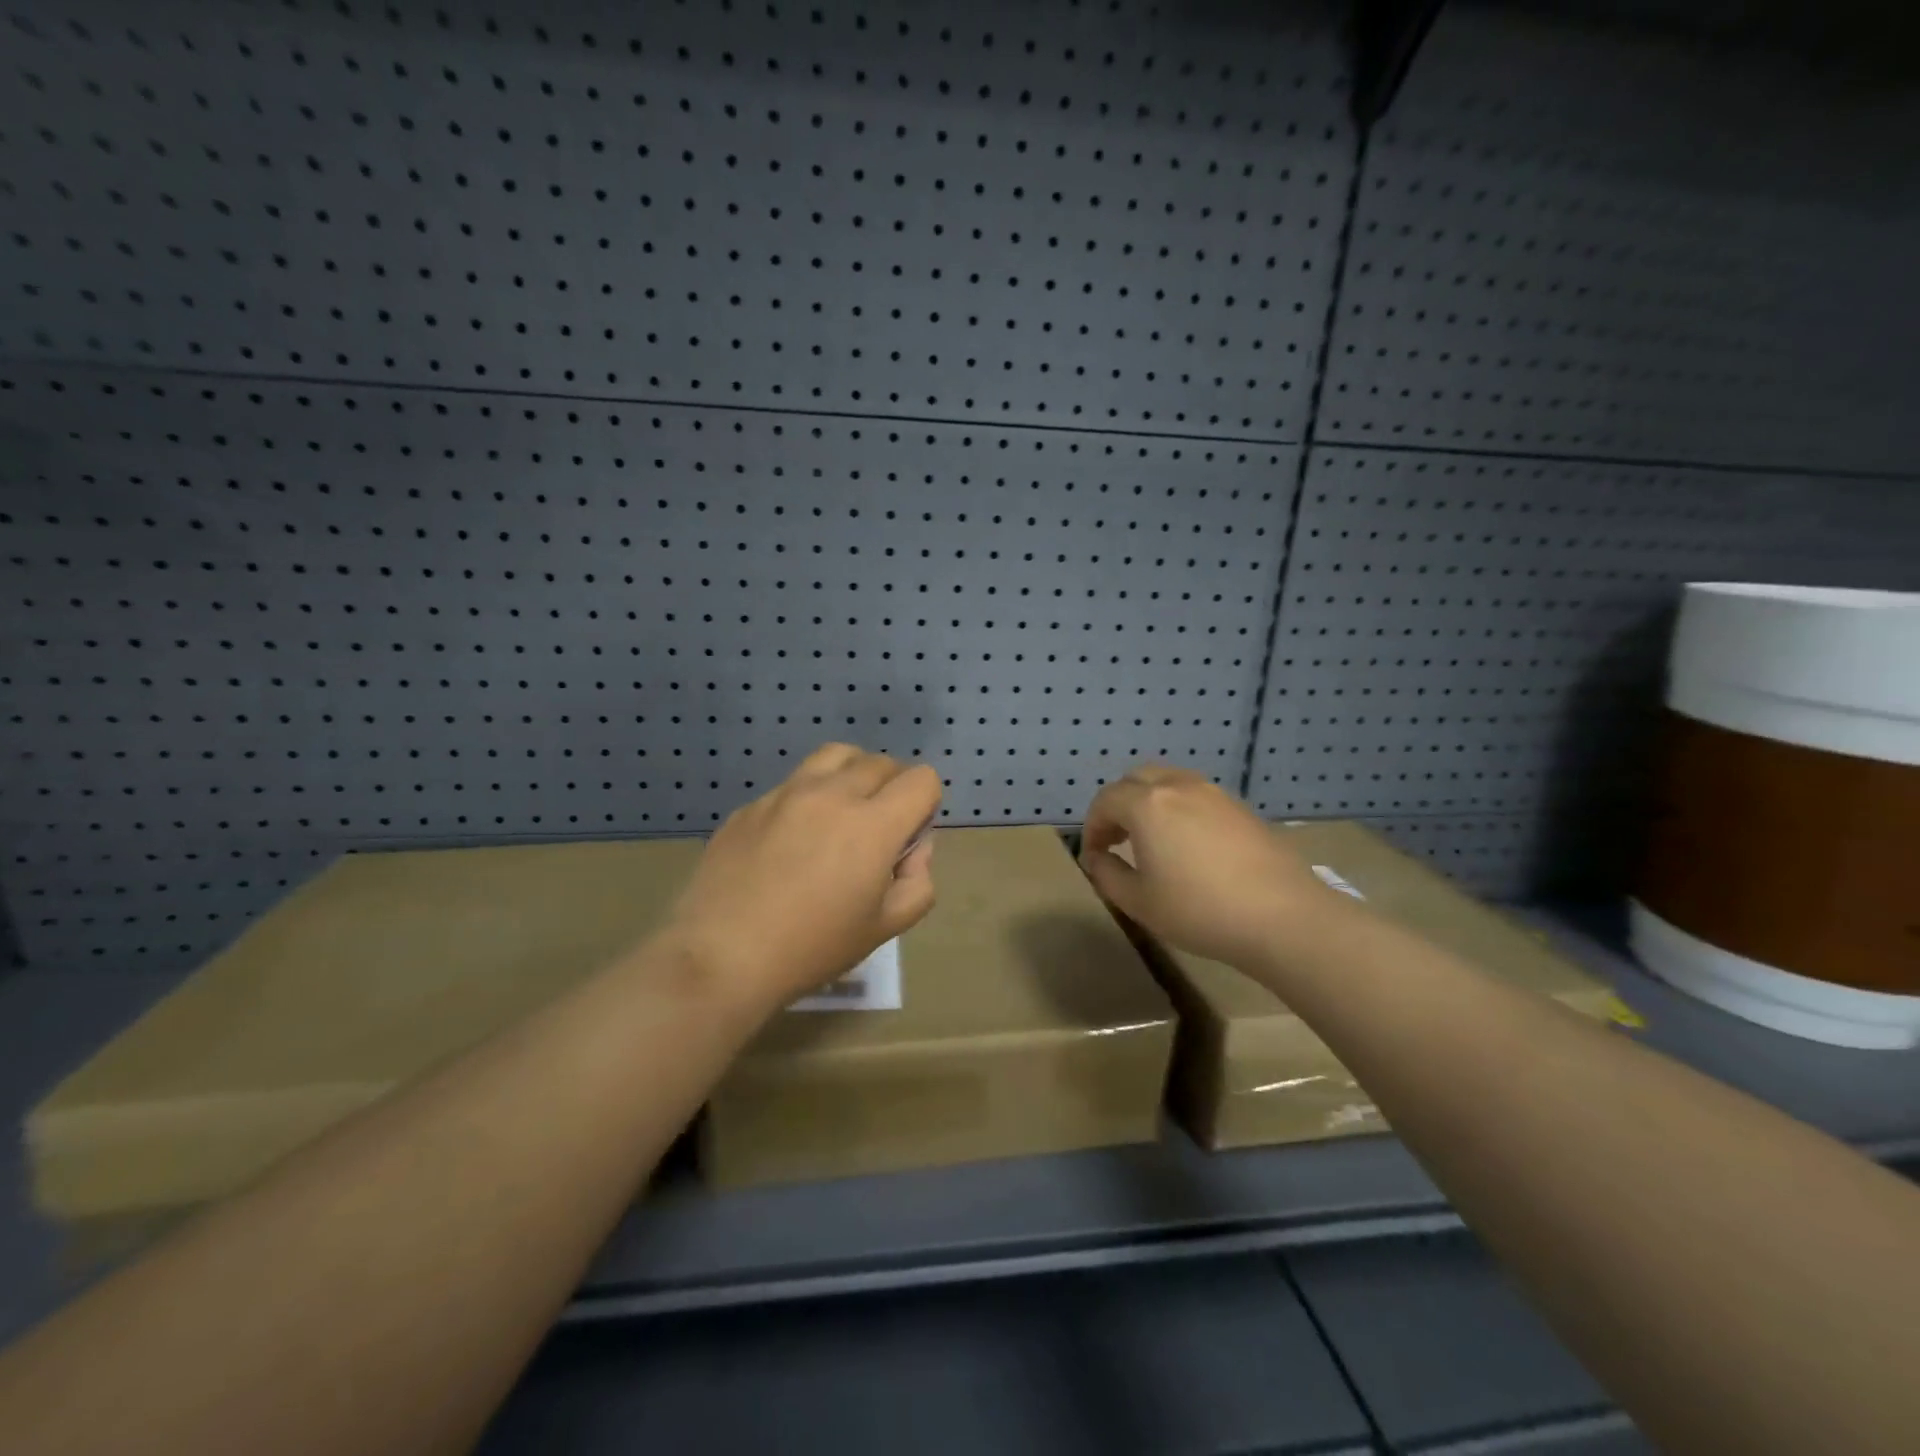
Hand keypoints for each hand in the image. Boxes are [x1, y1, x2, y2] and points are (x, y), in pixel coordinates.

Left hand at [665, 743, 941, 1011]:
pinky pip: (793, 783)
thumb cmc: (813, 948)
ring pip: (836, 756)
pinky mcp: (751, 805)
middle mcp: (832, 794)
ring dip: (853, 774)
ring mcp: (785, 794)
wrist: (722, 957)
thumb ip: (917, 882)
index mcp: (872, 824)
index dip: (926, 804)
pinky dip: (809, 797)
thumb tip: (912, 850)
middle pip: (881, 762)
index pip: (922, 779)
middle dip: (894, 788)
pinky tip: (792, 840)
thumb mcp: (884, 928)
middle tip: (879, 830)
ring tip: (843, 811)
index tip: (909, 837)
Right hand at [1079, 765, 1348, 970]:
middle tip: (1117, 839)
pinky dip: (1179, 808)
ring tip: (1152, 839)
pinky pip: (1197, 795)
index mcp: (1147, 805)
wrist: (1282, 916)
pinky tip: (1189, 844)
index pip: (1105, 800)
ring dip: (1150, 802)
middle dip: (1118, 805)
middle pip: (1136, 779)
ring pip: (1169, 781)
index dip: (1092, 827)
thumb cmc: (1199, 910)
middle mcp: (1178, 787)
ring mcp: (1214, 793)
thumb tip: (1097, 858)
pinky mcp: (1241, 807)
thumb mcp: (1139, 902)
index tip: (1094, 856)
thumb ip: (1107, 875)